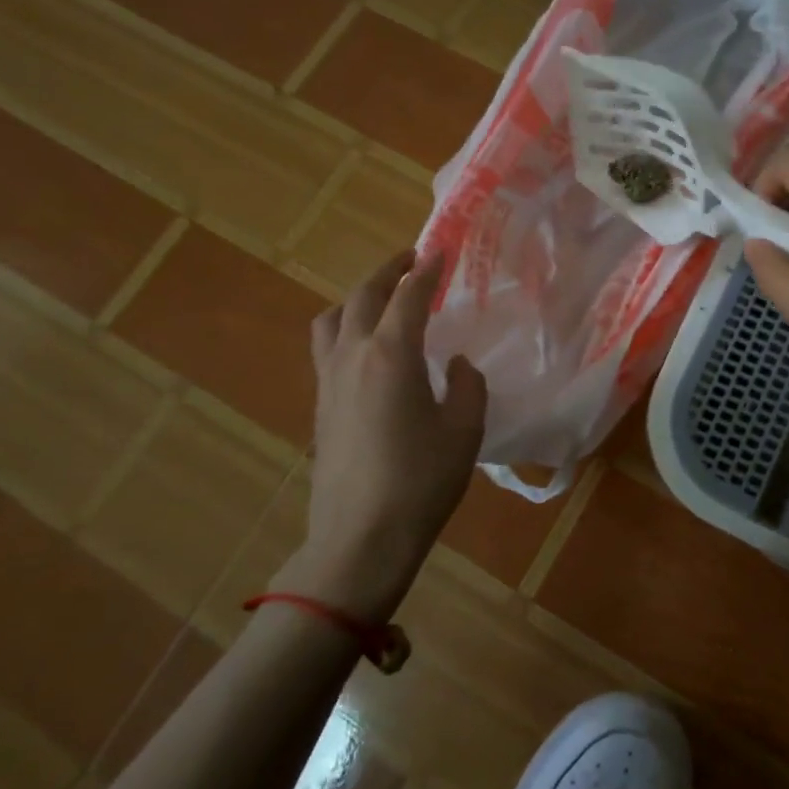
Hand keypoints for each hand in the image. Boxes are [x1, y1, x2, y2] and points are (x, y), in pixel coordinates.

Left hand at [272, 249, 486, 621]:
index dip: (425, 270)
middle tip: (411, 261)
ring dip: (357, 298)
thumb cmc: (421, 482)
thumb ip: (468, 386)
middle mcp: (352, 356)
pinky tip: (368, 351)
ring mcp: (329, 381)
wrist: (360, 539)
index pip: (407, 296)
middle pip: (362, 296)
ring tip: (381, 301)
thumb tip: (458, 365)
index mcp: (391, 355)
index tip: (440, 250)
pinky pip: (326, 348)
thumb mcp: (465, 430)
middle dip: (387, 272)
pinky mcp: (320, 407)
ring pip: (332, 319)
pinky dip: (346, 330)